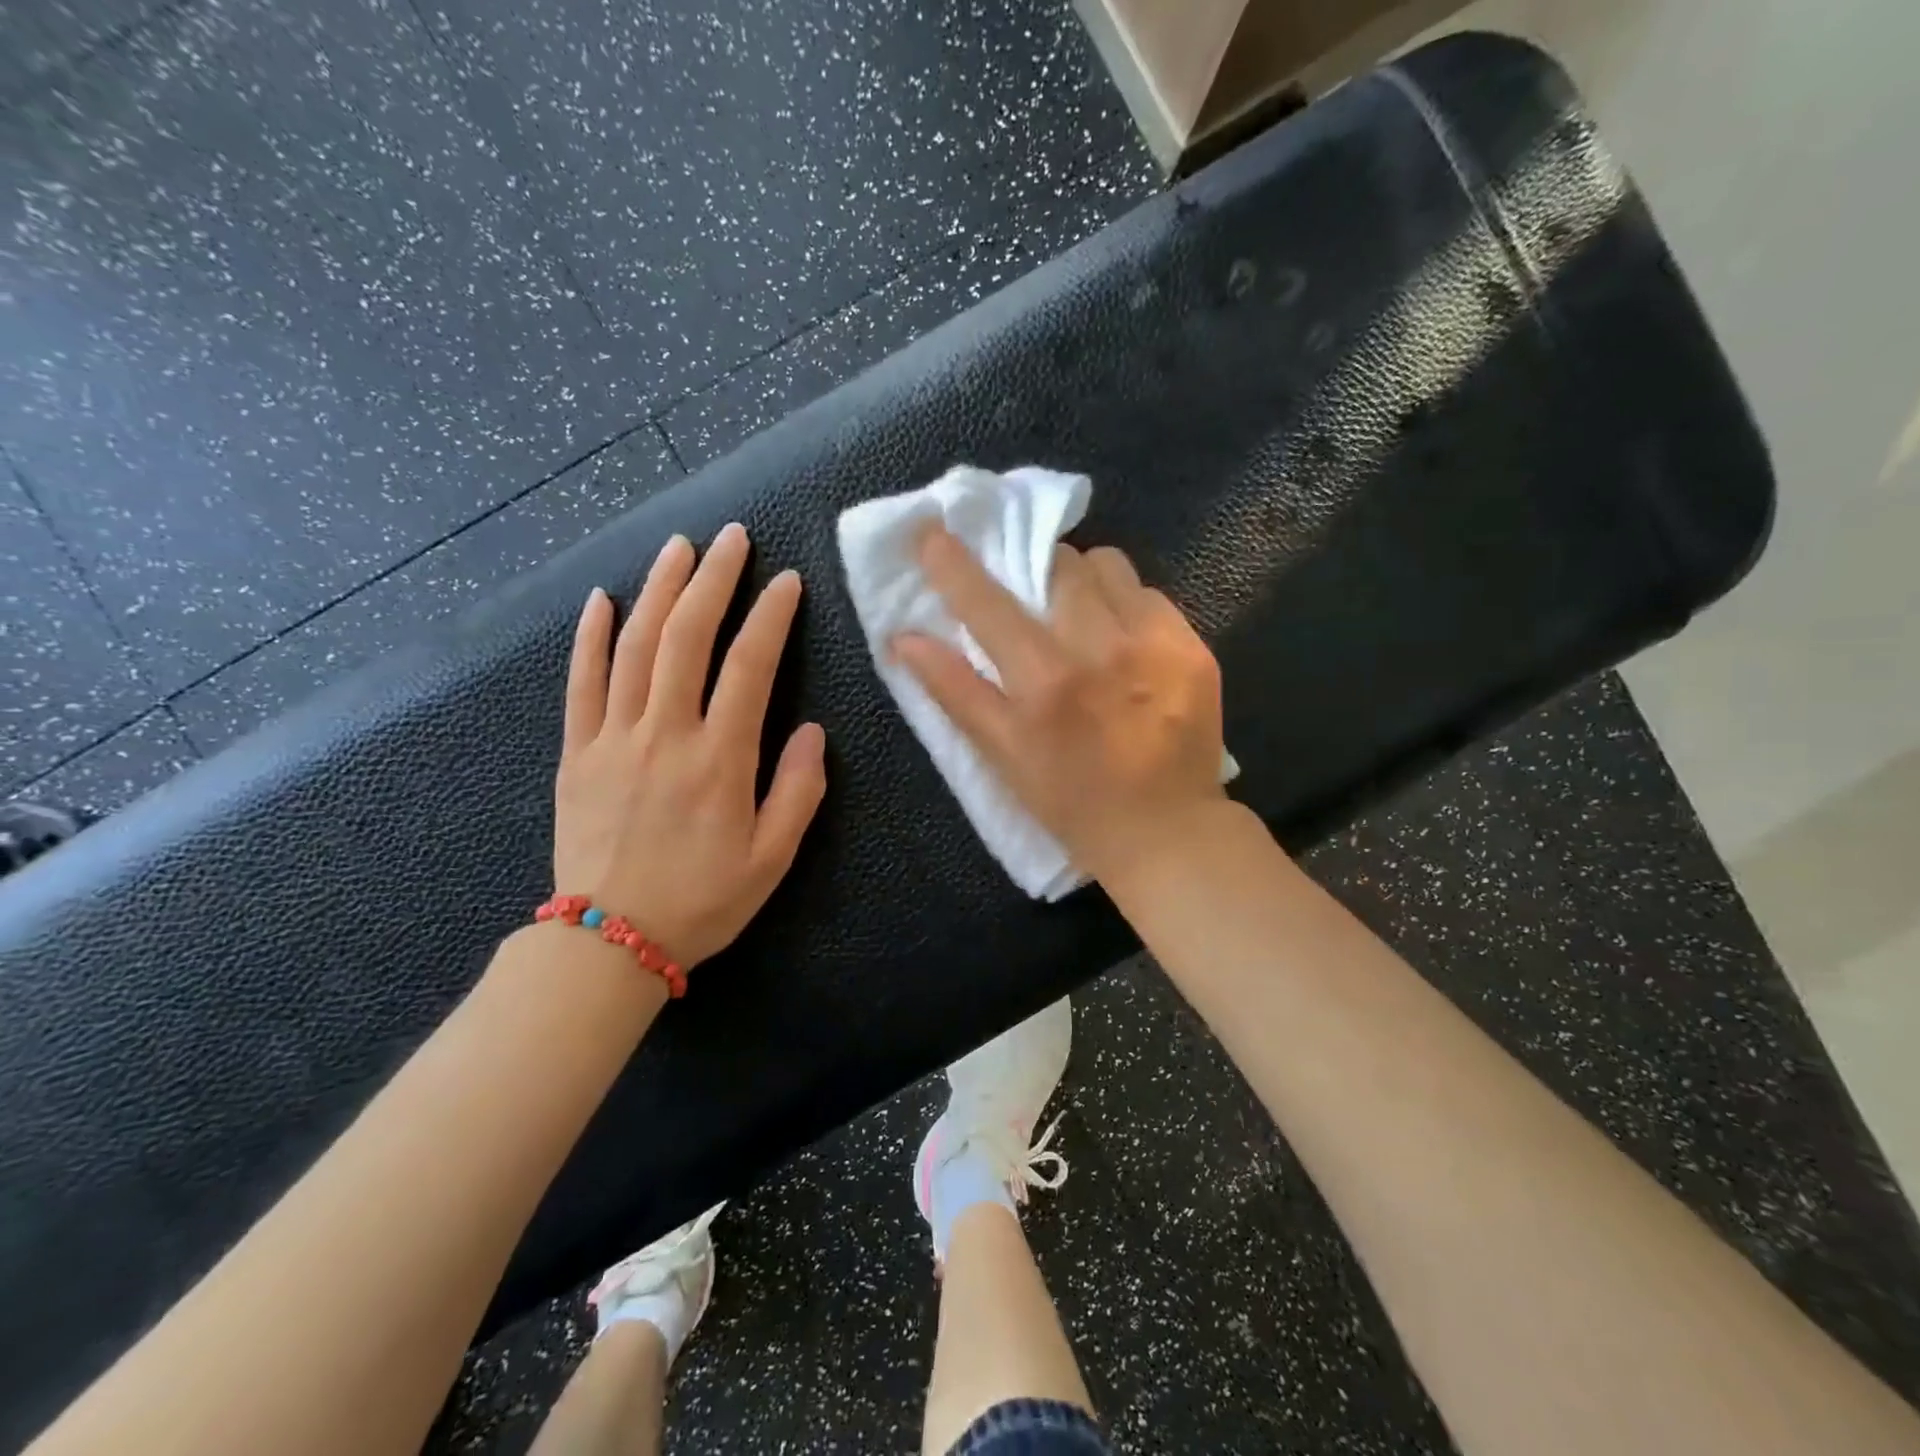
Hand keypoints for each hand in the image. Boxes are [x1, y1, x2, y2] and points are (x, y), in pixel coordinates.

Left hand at [555, 523, 826, 967]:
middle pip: (686, 636)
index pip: (749, 666)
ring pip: (634, 646)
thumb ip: (797, 790)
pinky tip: (602, 599)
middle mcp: (666, 734)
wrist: (609, 942)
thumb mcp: (772, 858)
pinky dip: (590, 636)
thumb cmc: (702, 901)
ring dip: (658, 589)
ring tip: (678, 547)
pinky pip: (581, 682)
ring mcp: (613, 737)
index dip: (770, 616)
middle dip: (713, 579)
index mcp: (720, 759)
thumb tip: (810, 730)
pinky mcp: (576, 751)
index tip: (787, 581)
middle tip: (732, 538)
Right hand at [892, 527, 1226, 886]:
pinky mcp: (1194, 648)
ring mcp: (1156, 643)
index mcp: (1046, 681)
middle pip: (1058, 563)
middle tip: (1030, 598)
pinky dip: (1126, 606)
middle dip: (1034, 570)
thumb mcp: (1003, 756)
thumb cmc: (1072, 802)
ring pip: (1109, 567)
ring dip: (1084, 581)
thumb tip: (903, 639)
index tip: (932, 531)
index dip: (954, 564)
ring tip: (1082, 617)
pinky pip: (1150, 595)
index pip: (988, 603)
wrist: (1169, 833)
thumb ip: (955, 691)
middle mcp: (1102, 648)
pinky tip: (1125, 644)